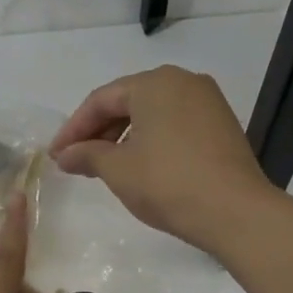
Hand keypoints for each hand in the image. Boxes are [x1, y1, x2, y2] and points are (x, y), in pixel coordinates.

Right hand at [49, 66, 277, 254]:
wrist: (236, 212)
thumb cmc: (168, 183)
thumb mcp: (118, 170)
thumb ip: (87, 155)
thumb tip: (65, 155)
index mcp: (154, 83)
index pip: (101, 100)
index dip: (73, 128)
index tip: (56, 155)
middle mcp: (183, 81)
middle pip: (127, 101)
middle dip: (98, 131)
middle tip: (76, 160)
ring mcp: (207, 101)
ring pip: (152, 113)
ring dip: (123, 136)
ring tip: (104, 166)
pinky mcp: (222, 124)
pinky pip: (174, 124)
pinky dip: (151, 139)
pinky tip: (140, 164)